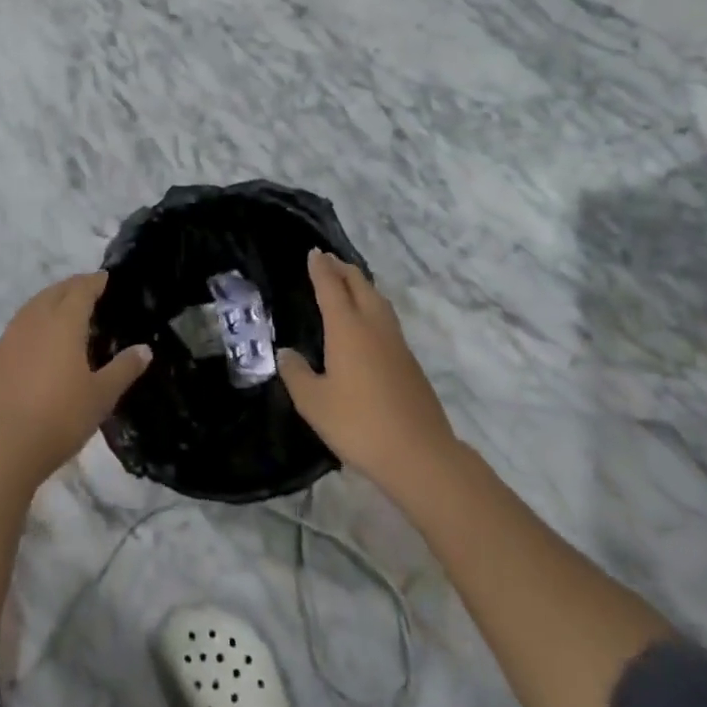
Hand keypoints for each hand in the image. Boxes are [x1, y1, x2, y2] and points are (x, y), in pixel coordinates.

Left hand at [0, 271, 151, 491]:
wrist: (0, 448)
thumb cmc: (59, 418)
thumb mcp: (101, 396)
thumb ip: (123, 369)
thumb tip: (145, 349)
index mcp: (64, 322)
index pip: (81, 289)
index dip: (94, 281)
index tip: (105, 278)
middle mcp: (35, 320)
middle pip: (54, 292)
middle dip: (72, 287)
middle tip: (87, 291)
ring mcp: (9, 337)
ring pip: (32, 307)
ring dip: (48, 303)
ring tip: (62, 313)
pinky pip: (15, 330)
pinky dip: (29, 326)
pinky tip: (33, 344)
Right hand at [278, 250, 455, 494]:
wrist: (420, 454)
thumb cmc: (359, 424)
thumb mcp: (314, 403)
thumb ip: (296, 374)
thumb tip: (286, 353)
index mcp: (347, 328)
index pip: (331, 287)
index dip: (321, 268)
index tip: (314, 253)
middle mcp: (373, 326)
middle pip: (359, 285)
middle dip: (343, 269)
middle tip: (328, 260)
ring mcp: (396, 343)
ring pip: (378, 300)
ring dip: (361, 285)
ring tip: (349, 283)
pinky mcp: (410, 362)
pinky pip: (387, 319)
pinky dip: (373, 306)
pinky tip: (368, 323)